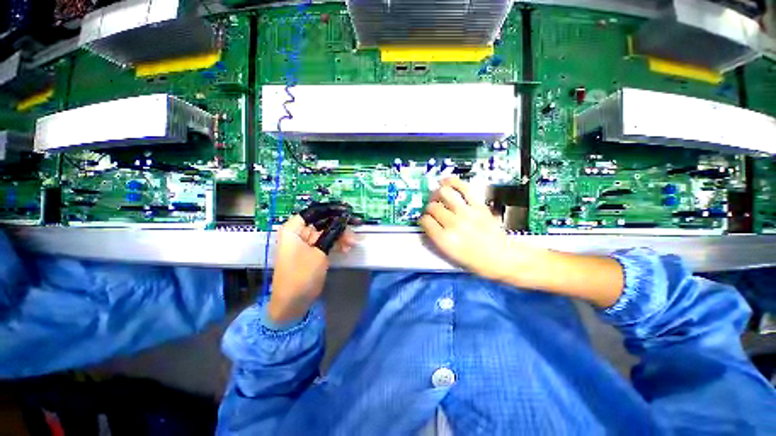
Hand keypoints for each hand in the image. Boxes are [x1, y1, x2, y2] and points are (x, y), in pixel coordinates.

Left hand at [267, 215, 355, 323]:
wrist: (293, 303)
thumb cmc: (302, 275)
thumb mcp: (319, 252)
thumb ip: (332, 233)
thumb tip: (344, 218)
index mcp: (294, 229)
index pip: (314, 211)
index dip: (331, 209)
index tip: (348, 211)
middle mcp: (299, 232)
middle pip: (323, 221)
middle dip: (340, 225)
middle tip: (356, 228)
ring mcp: (306, 242)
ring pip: (327, 232)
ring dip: (341, 236)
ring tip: (352, 244)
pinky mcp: (312, 251)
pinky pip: (327, 241)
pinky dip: (337, 243)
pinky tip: (346, 249)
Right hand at [420, 177, 521, 279]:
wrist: (502, 259)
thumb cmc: (475, 261)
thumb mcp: (450, 255)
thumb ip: (436, 238)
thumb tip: (428, 224)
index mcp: (444, 239)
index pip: (425, 221)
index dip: (423, 219)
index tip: (426, 220)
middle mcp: (453, 224)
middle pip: (432, 207)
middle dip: (430, 208)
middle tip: (433, 210)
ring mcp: (466, 213)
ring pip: (444, 194)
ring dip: (437, 193)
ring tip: (437, 195)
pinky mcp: (478, 206)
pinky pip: (463, 188)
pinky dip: (453, 182)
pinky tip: (446, 181)